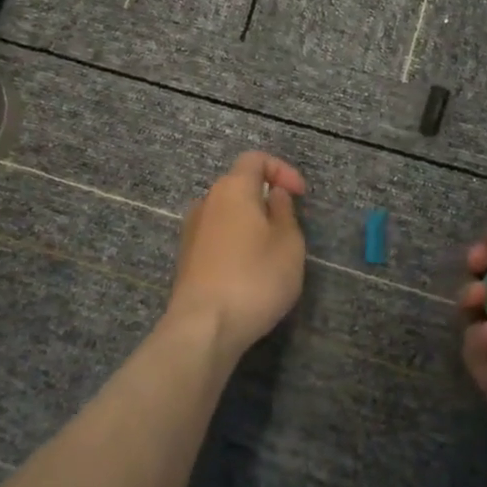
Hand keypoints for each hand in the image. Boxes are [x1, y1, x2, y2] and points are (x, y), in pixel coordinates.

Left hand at [168, 151, 307, 359]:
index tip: (300, 195)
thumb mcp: (289, 243)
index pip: (255, 159)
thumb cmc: (255, 278)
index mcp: (233, 188)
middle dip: (265, 198)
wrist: (203, 327)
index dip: (282, 170)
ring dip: (250, 223)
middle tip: (289, 226)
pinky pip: (217, 237)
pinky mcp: (186, 258)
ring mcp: (192, 230)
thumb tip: (272, 194)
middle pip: (239, 185)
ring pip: (227, 213)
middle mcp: (207, 201)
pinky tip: (248, 272)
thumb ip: (284, 211)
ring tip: (270, 252)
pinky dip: (235, 243)